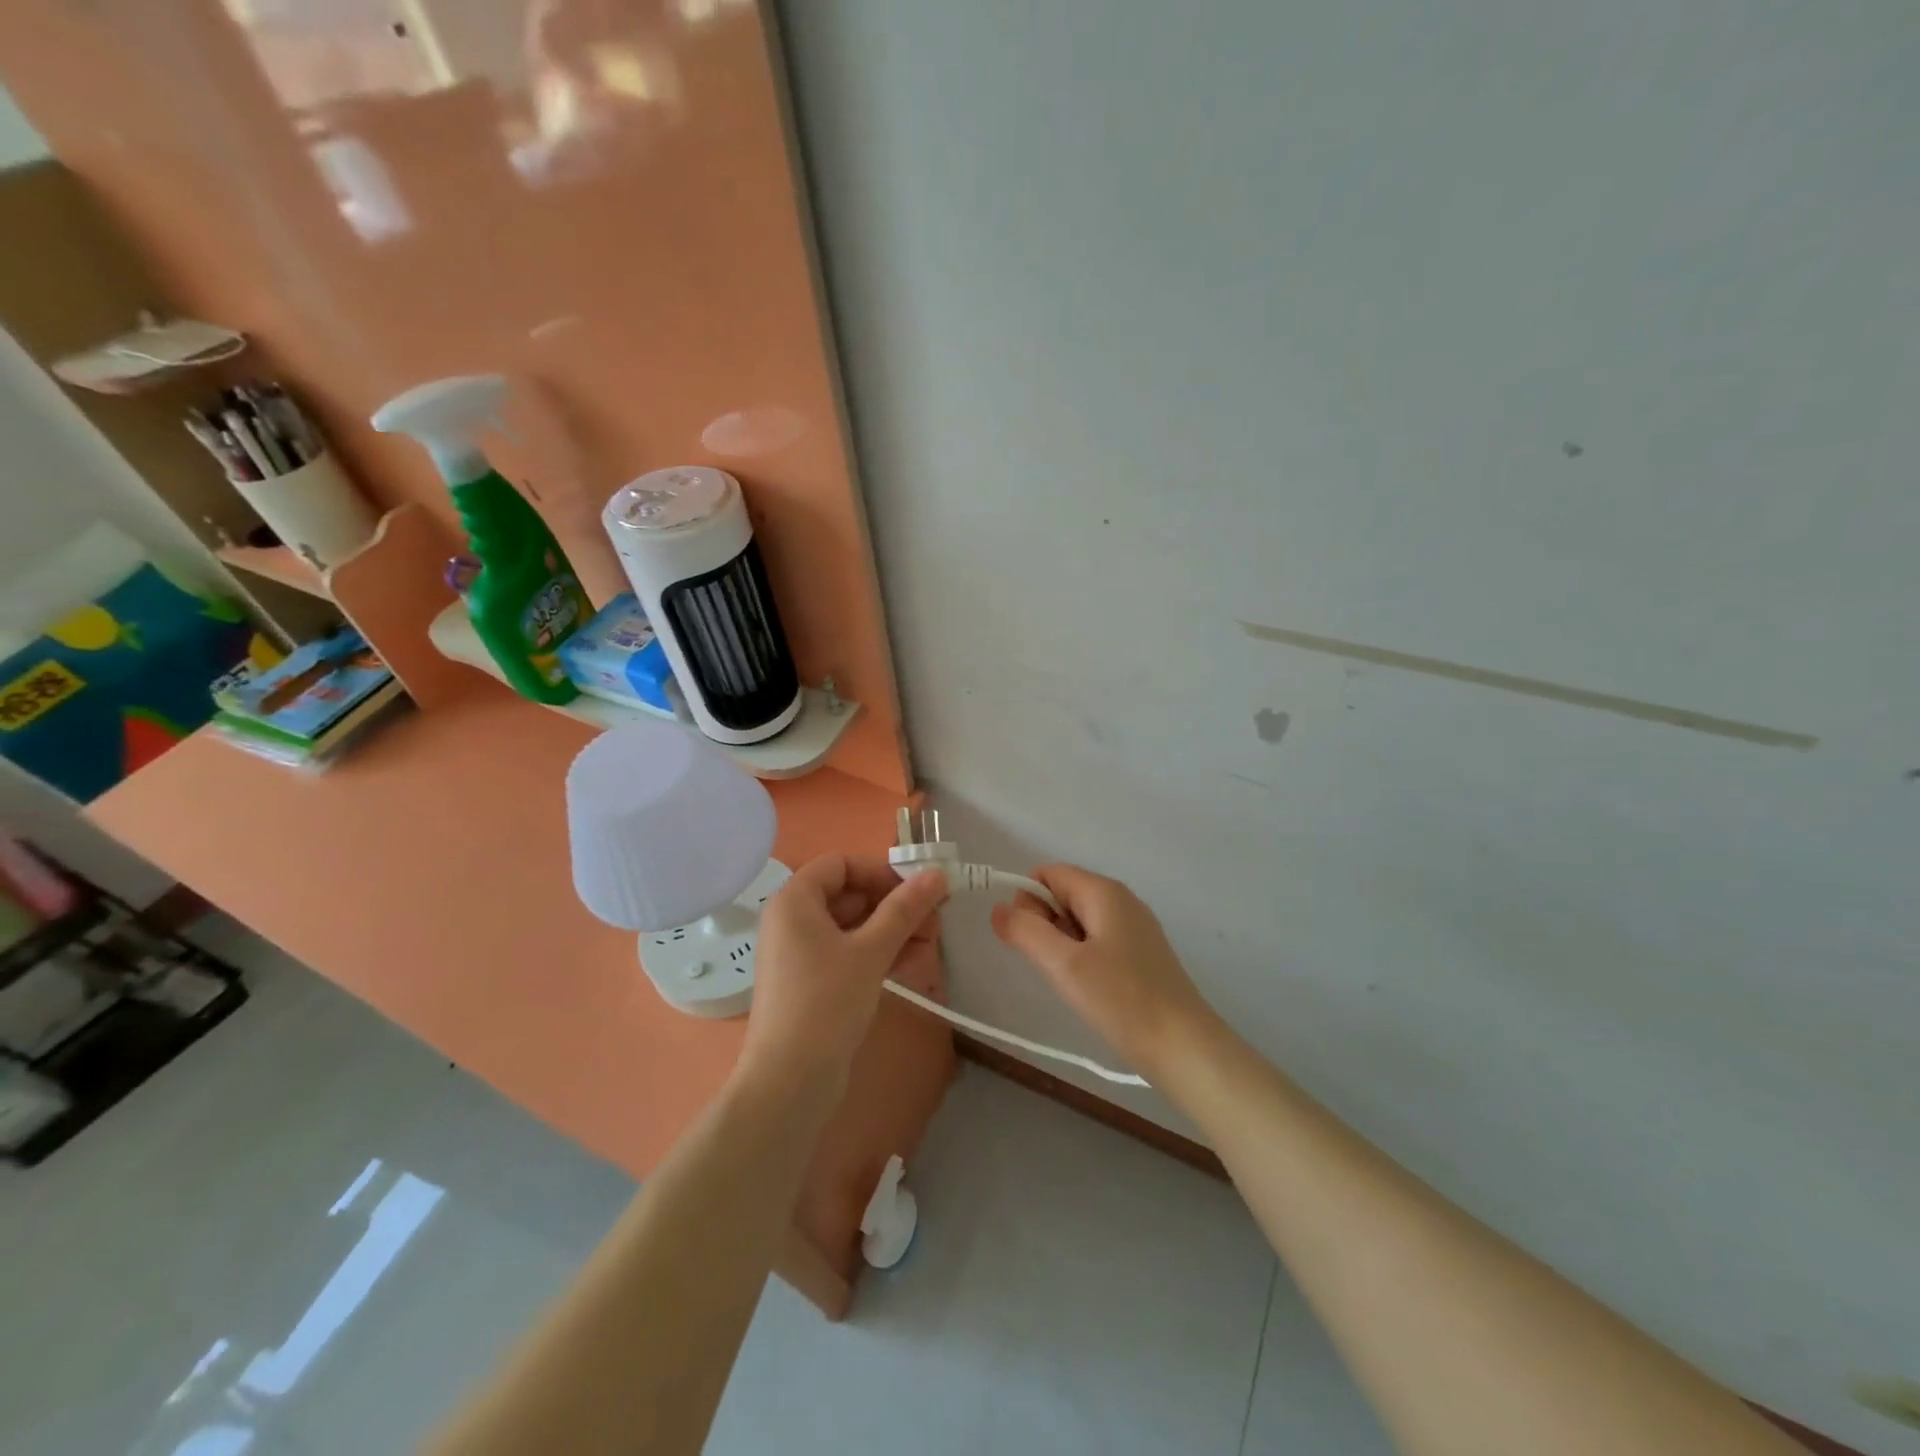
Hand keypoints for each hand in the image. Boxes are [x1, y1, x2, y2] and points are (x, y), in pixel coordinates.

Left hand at [742, 854, 947, 1093]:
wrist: (789, 1083)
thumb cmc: (826, 1002)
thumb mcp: (871, 950)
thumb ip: (905, 909)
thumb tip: (938, 873)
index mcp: (794, 900)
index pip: (840, 864)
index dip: (880, 871)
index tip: (916, 889)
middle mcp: (791, 920)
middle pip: (849, 894)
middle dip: (894, 903)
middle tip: (935, 918)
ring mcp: (800, 953)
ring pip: (852, 925)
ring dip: (892, 928)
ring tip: (932, 941)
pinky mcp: (810, 982)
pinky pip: (847, 952)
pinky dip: (877, 951)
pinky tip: (911, 961)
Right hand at [991, 863, 1214, 1076]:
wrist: (1185, 1048)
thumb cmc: (1122, 1000)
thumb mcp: (1064, 965)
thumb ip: (1026, 931)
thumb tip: (998, 908)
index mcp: (1104, 891)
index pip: (1048, 873)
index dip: (1027, 899)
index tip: (1026, 939)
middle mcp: (1121, 900)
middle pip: (1063, 895)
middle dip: (1044, 924)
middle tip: (1052, 966)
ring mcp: (1134, 928)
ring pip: (1079, 921)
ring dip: (1062, 945)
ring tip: (1071, 982)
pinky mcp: (1140, 955)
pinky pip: (1097, 941)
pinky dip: (1082, 959)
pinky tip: (1089, 989)